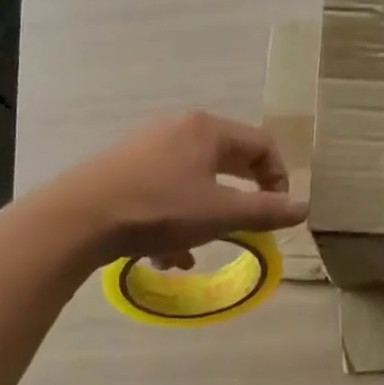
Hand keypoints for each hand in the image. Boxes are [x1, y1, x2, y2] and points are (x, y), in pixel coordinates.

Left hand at [47, 112, 307, 267]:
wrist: (79, 218)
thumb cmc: (160, 210)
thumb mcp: (221, 214)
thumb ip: (266, 212)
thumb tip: (304, 208)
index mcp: (207, 130)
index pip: (262, 145)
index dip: (279, 179)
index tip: (277, 212)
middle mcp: (178, 129)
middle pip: (227, 162)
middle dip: (238, 202)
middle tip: (245, 229)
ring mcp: (147, 147)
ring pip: (193, 183)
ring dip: (202, 219)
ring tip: (193, 254)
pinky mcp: (123, 169)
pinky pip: (164, 191)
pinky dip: (173, 220)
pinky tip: (162, 255)